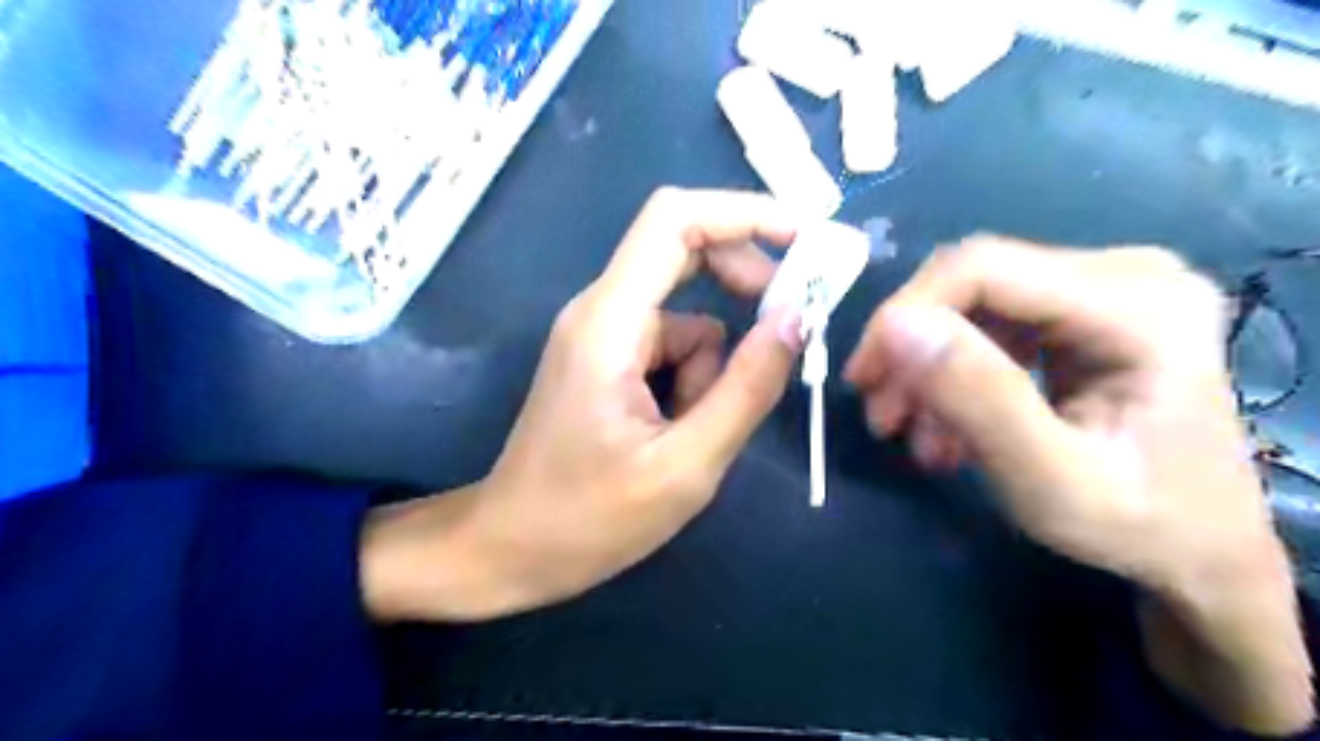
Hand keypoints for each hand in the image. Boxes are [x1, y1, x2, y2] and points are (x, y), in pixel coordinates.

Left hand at [357, 186, 797, 624]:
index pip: (675, 220)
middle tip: (789, 332)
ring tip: (696, 434)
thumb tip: (797, 318)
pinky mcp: (606, 361)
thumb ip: (746, 388)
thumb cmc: (589, 519)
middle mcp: (601, 310)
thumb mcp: (685, 465)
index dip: (745, 213)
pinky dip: (691, 382)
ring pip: (686, 318)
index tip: (806, 237)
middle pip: (685, 252)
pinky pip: (669, 347)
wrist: (511, 550)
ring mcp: (601, 336)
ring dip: (712, 367)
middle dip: (746, 284)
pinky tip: (675, 434)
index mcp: (610, 321)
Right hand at [844, 238, 1308, 734]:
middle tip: (880, 414)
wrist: (1200, 551)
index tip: (865, 379)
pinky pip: (991, 324)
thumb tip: (895, 325)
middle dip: (912, 348)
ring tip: (908, 431)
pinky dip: (954, 373)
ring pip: (974, 305)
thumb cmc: (1139, 527)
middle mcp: (1129, 274)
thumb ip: (978, 399)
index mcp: (1139, 305)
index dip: (906, 312)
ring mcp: (1108, 289)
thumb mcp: (1050, 481)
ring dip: (928, 366)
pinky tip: (943, 424)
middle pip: (974, 283)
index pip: (983, 269)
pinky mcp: (1085, 312)